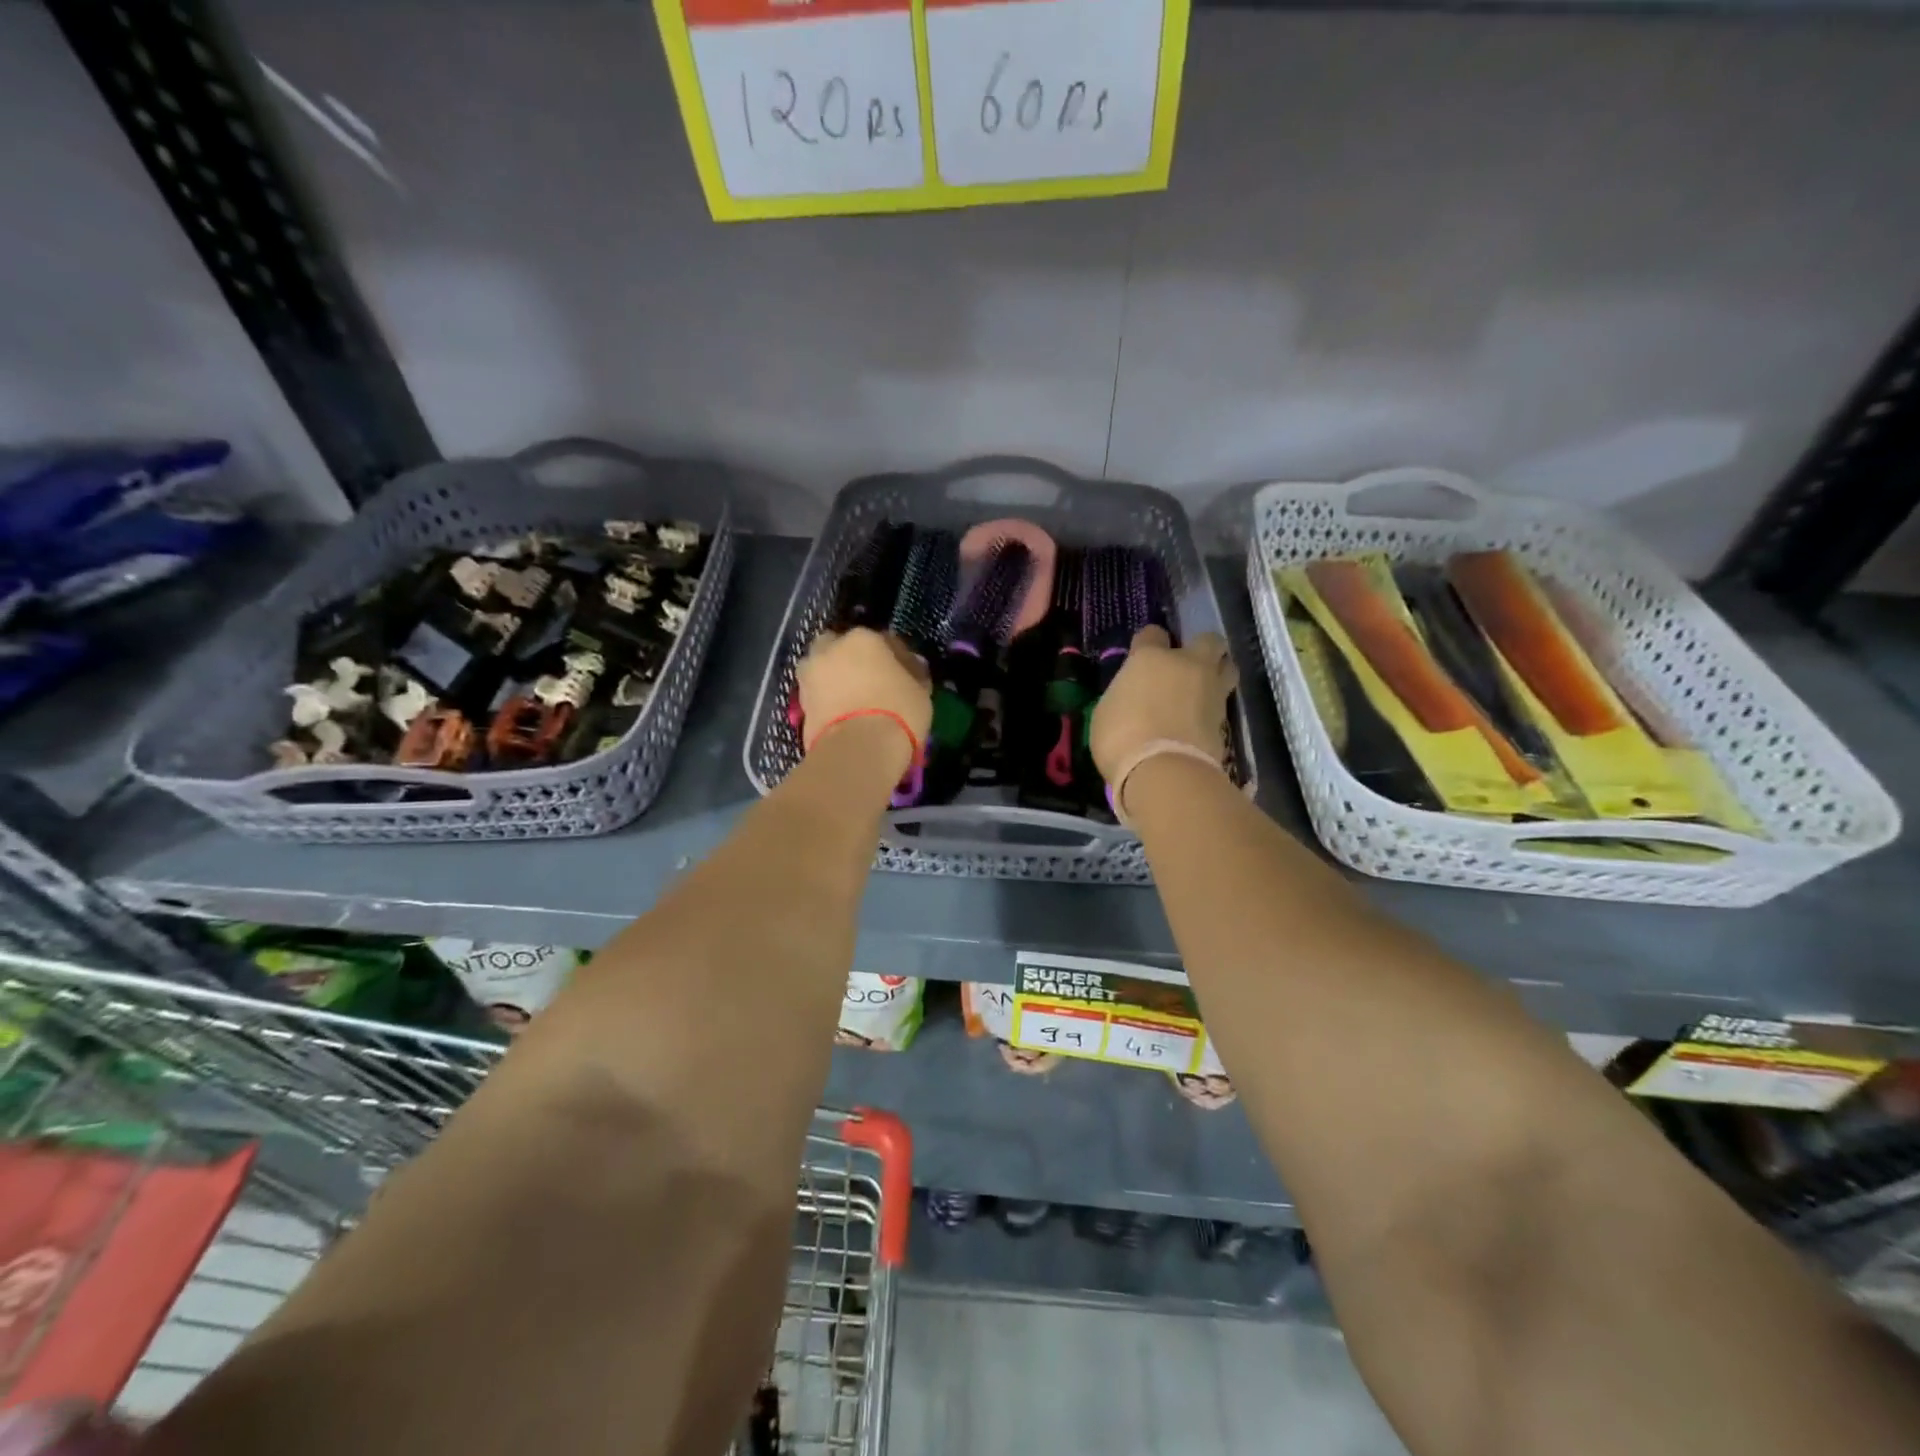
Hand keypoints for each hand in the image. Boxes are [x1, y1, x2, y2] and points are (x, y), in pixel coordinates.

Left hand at [797, 628, 932, 758]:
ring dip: (834, 679)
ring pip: (824, 670)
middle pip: (842, 648)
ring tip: (853, 700)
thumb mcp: (921, 692)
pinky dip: (826, 701)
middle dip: (852, 660)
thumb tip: (912, 665)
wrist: (858, 751)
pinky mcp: (799, 705)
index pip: (883, 640)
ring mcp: (809, 676)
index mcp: (863, 638)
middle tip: (870, 681)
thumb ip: (914, 673)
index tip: (904, 674)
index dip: (895, 658)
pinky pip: (818, 696)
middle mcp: (830, 649)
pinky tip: (843, 715)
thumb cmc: (898, 712)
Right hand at [1090, 627, 1236, 784]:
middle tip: (1186, 667)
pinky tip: (1202, 719)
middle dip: (1200, 648)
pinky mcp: (1226, 719)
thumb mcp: (1107, 712)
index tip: (1142, 658)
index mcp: (1150, 658)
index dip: (1148, 644)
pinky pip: (1224, 701)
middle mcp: (1186, 665)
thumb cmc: (1121, 738)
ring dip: (1218, 672)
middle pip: (1207, 640)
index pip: (1152, 634)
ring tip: (1203, 690)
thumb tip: (1133, 698)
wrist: (1164, 772)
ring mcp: (1211, 690)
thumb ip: (1125, 695)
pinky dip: (1215, 706)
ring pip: (1228, 666)